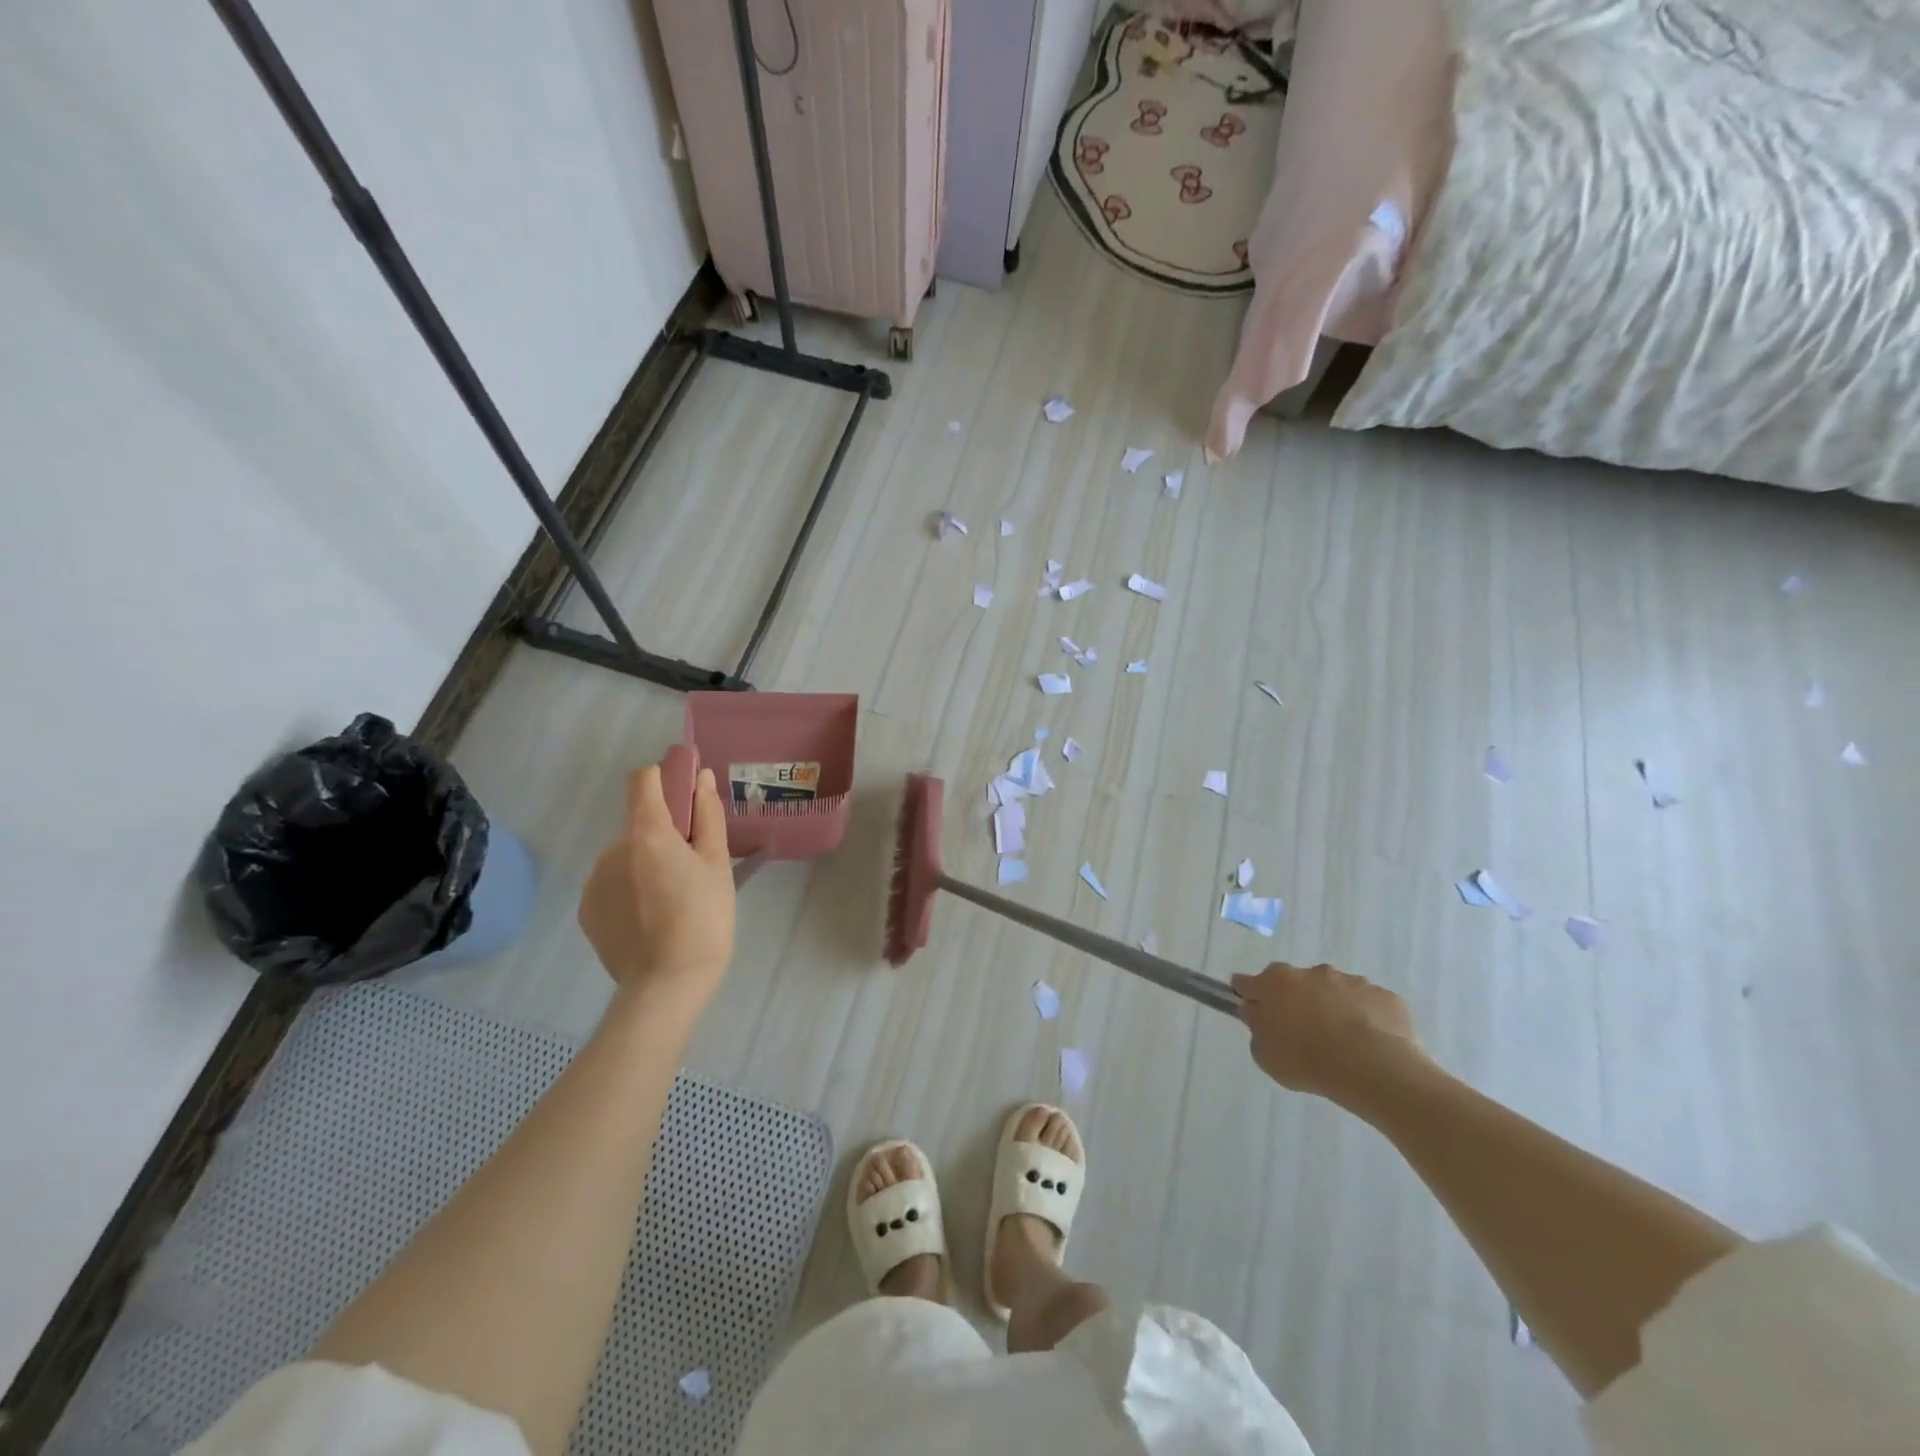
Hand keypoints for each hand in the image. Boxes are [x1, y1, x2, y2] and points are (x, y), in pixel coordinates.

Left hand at [577, 763, 734, 1001]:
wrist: (666, 985)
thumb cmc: (704, 918)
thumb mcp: (716, 864)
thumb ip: (707, 816)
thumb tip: (701, 778)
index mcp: (647, 833)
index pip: (643, 780)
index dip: (664, 778)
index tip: (686, 795)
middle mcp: (612, 849)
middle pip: (640, 824)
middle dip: (664, 835)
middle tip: (692, 869)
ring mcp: (594, 880)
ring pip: (626, 856)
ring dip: (646, 864)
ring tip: (672, 900)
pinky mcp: (586, 910)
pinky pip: (612, 884)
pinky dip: (630, 889)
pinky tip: (651, 918)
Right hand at [1230, 962, 1429, 1107]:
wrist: (1374, 1068)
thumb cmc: (1307, 1060)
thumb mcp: (1265, 1055)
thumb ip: (1258, 1029)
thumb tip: (1260, 1015)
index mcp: (1275, 982)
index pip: (1247, 983)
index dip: (1247, 996)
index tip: (1253, 1011)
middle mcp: (1311, 972)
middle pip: (1294, 984)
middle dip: (1295, 1002)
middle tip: (1302, 1034)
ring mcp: (1351, 981)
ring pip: (1334, 992)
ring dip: (1332, 1009)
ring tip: (1342, 1045)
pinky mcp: (1384, 996)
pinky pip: (1368, 1006)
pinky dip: (1366, 1020)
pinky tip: (1370, 1047)